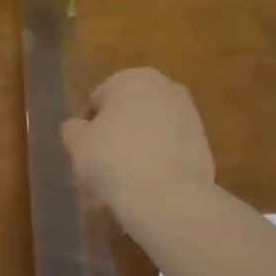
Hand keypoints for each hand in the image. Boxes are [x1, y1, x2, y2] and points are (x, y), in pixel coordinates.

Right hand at [62, 68, 214, 231]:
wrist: (168, 197)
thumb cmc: (114, 159)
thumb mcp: (77, 142)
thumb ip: (73, 128)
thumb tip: (80, 128)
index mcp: (132, 78)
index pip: (97, 100)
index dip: (86, 128)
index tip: (83, 153)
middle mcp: (165, 88)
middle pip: (125, 116)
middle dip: (111, 141)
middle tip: (97, 172)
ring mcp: (188, 117)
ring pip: (146, 135)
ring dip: (131, 155)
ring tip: (116, 189)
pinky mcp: (202, 145)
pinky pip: (166, 152)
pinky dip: (153, 166)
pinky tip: (141, 191)